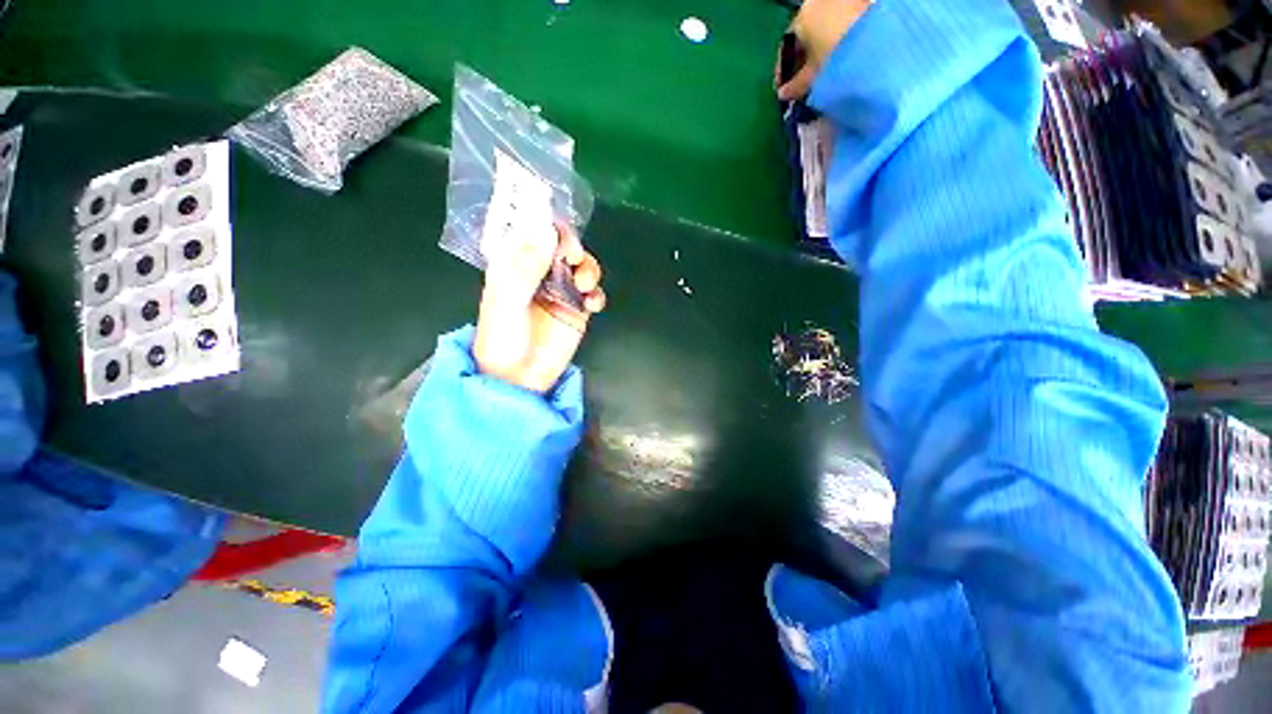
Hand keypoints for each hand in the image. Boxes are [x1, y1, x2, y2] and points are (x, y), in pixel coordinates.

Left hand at [473, 222, 605, 393]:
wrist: (518, 380)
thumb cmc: (503, 341)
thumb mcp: (507, 302)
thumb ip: (526, 268)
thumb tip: (547, 231)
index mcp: (515, 266)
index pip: (533, 233)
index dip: (549, 227)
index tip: (561, 238)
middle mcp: (539, 274)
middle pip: (562, 246)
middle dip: (573, 248)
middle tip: (575, 261)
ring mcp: (560, 292)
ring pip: (582, 267)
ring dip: (589, 270)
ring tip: (585, 288)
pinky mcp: (576, 310)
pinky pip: (593, 293)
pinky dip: (597, 294)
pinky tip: (592, 305)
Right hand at [776, 0, 872, 100]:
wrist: (880, 43)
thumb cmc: (836, 58)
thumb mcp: (813, 76)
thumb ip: (796, 85)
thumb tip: (784, 94)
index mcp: (802, 16)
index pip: (786, 45)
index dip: (783, 71)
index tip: (783, 89)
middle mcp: (818, 2)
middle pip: (806, 35)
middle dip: (802, 59)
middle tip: (801, 83)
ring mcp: (842, 2)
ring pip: (824, 30)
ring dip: (820, 50)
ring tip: (822, 73)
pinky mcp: (861, 4)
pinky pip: (842, 25)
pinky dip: (837, 42)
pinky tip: (840, 59)